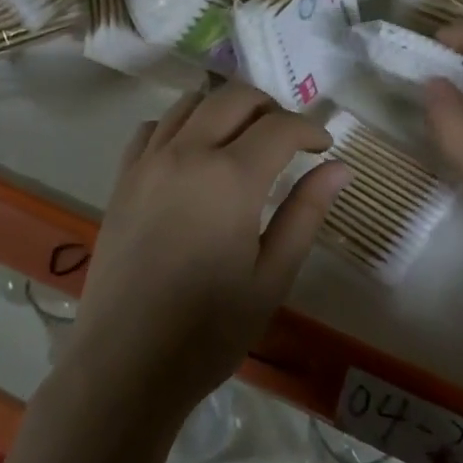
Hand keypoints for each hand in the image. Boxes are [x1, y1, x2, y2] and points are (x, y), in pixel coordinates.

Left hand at [62, 82, 349, 429]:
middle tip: (288, 138)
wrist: (125, 365)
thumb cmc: (209, 330)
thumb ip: (306, 212)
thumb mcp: (271, 276)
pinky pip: (153, 127)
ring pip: (191, 102)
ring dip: (225, 108)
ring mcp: (148, 162)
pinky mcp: (122, 179)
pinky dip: (180, 124)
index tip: (324, 147)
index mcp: (230, 177)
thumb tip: (340, 167)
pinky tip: (192, 153)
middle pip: (234, 98)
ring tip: (243, 139)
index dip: (309, 129)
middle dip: (270, 107)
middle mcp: (187, 153)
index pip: (280, 127)